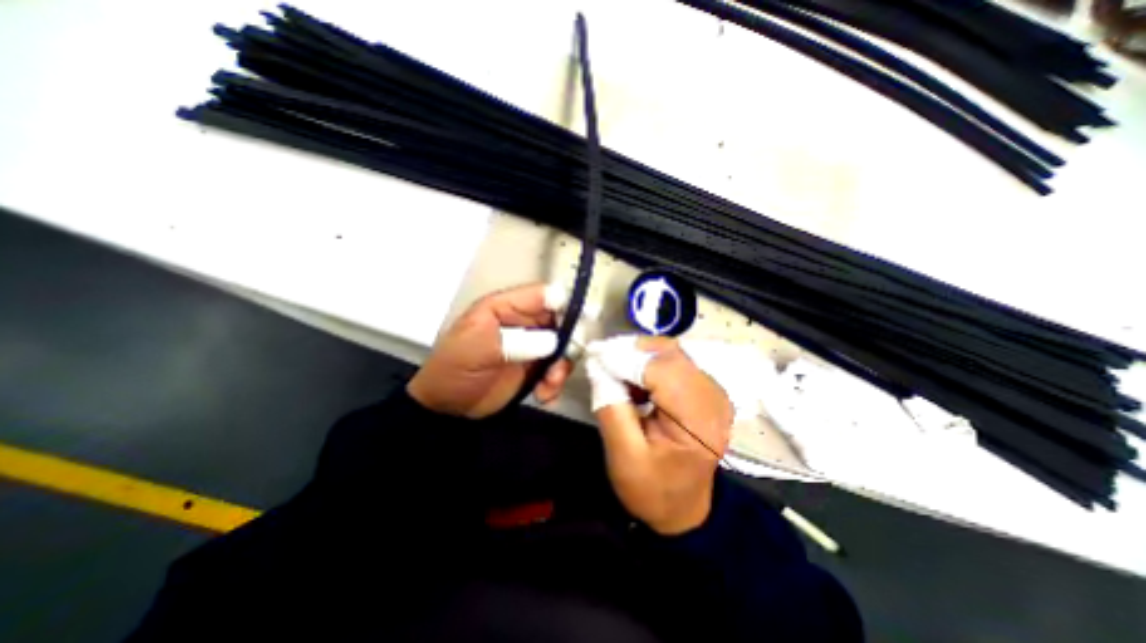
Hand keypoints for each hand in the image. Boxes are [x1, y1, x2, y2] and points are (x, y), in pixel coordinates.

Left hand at [410, 284, 578, 420]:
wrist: (448, 408)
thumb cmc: (455, 369)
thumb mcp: (477, 347)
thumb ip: (515, 341)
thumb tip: (554, 340)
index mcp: (505, 307)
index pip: (542, 295)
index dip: (564, 304)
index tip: (581, 322)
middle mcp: (523, 322)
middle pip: (561, 321)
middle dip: (568, 343)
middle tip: (562, 364)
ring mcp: (531, 345)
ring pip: (563, 347)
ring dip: (561, 367)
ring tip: (549, 384)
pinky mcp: (535, 367)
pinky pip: (557, 369)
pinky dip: (555, 382)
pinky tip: (544, 395)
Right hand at [585, 335, 738, 536]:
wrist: (683, 508)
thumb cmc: (652, 489)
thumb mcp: (623, 456)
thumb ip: (610, 406)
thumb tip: (598, 365)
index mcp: (698, 422)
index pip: (661, 371)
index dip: (625, 358)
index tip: (595, 356)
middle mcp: (713, 399)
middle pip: (670, 354)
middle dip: (632, 351)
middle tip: (602, 359)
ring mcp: (713, 392)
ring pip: (672, 353)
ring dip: (640, 355)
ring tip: (615, 371)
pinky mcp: (706, 390)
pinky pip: (675, 361)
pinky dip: (650, 362)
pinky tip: (635, 380)